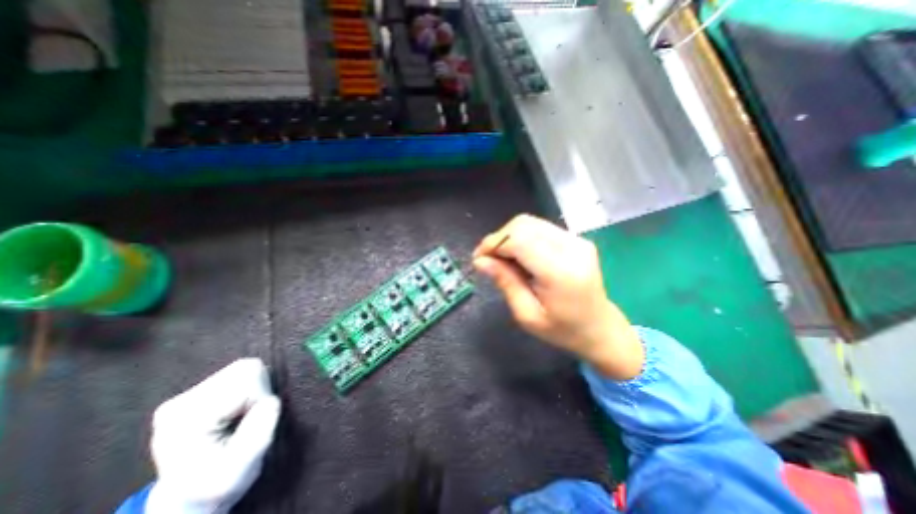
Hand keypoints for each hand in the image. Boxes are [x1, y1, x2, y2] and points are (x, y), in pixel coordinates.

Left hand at [144, 357, 281, 513]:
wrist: (191, 497)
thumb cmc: (219, 484)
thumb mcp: (243, 466)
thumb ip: (260, 429)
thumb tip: (271, 399)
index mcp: (186, 419)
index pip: (247, 381)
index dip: (262, 399)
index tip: (251, 425)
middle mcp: (181, 401)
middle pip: (246, 367)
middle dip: (259, 390)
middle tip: (249, 418)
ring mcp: (186, 394)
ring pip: (245, 366)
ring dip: (255, 388)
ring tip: (243, 414)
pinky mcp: (197, 391)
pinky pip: (239, 372)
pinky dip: (249, 387)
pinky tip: (236, 410)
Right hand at [472, 214, 642, 379]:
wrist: (600, 328)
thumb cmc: (562, 330)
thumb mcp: (527, 315)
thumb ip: (505, 282)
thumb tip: (480, 260)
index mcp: (560, 272)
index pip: (519, 240)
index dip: (493, 244)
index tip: (478, 259)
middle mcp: (571, 248)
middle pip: (523, 225)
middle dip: (499, 239)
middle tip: (488, 260)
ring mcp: (577, 240)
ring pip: (530, 222)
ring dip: (509, 236)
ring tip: (502, 258)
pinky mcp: (576, 239)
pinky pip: (540, 228)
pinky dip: (522, 237)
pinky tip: (519, 255)